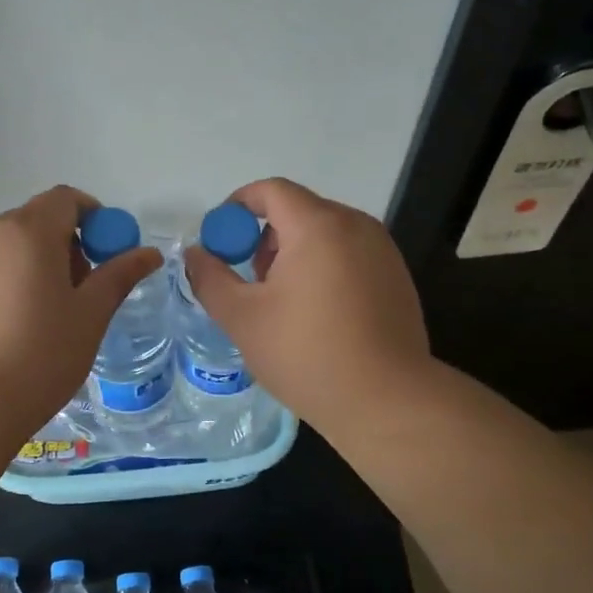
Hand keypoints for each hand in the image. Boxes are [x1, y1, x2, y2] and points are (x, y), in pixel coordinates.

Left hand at [0, 185, 162, 438]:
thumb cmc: (39, 355)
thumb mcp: (90, 315)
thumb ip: (119, 276)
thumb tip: (150, 253)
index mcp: (29, 231)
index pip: (66, 198)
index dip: (94, 218)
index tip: (106, 254)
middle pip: (36, 220)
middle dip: (66, 243)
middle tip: (82, 290)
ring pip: (10, 247)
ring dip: (36, 263)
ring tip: (47, 315)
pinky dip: (8, 283)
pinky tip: (12, 329)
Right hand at [183, 178, 430, 438]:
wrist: (386, 401)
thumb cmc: (307, 355)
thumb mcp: (243, 318)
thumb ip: (211, 278)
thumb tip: (196, 254)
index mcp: (318, 226)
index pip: (271, 191)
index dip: (238, 206)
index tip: (221, 239)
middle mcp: (356, 226)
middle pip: (299, 210)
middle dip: (265, 236)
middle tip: (251, 280)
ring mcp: (382, 251)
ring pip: (326, 233)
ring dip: (295, 253)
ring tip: (282, 302)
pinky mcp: (397, 277)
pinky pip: (349, 254)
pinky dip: (324, 267)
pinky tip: (318, 314)